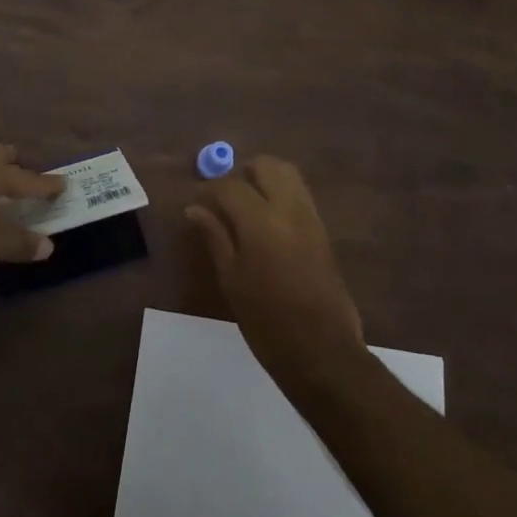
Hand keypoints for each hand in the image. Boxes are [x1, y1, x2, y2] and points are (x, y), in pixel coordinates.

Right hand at [186, 155, 366, 385]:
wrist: (321, 350)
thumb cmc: (266, 320)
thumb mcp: (231, 279)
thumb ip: (215, 236)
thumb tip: (195, 208)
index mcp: (261, 221)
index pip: (230, 185)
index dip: (209, 189)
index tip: (197, 203)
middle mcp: (289, 209)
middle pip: (266, 166)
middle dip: (242, 173)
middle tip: (224, 197)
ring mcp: (310, 217)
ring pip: (288, 174)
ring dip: (264, 179)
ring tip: (244, 205)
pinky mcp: (322, 231)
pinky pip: (299, 194)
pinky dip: (280, 193)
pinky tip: (264, 221)